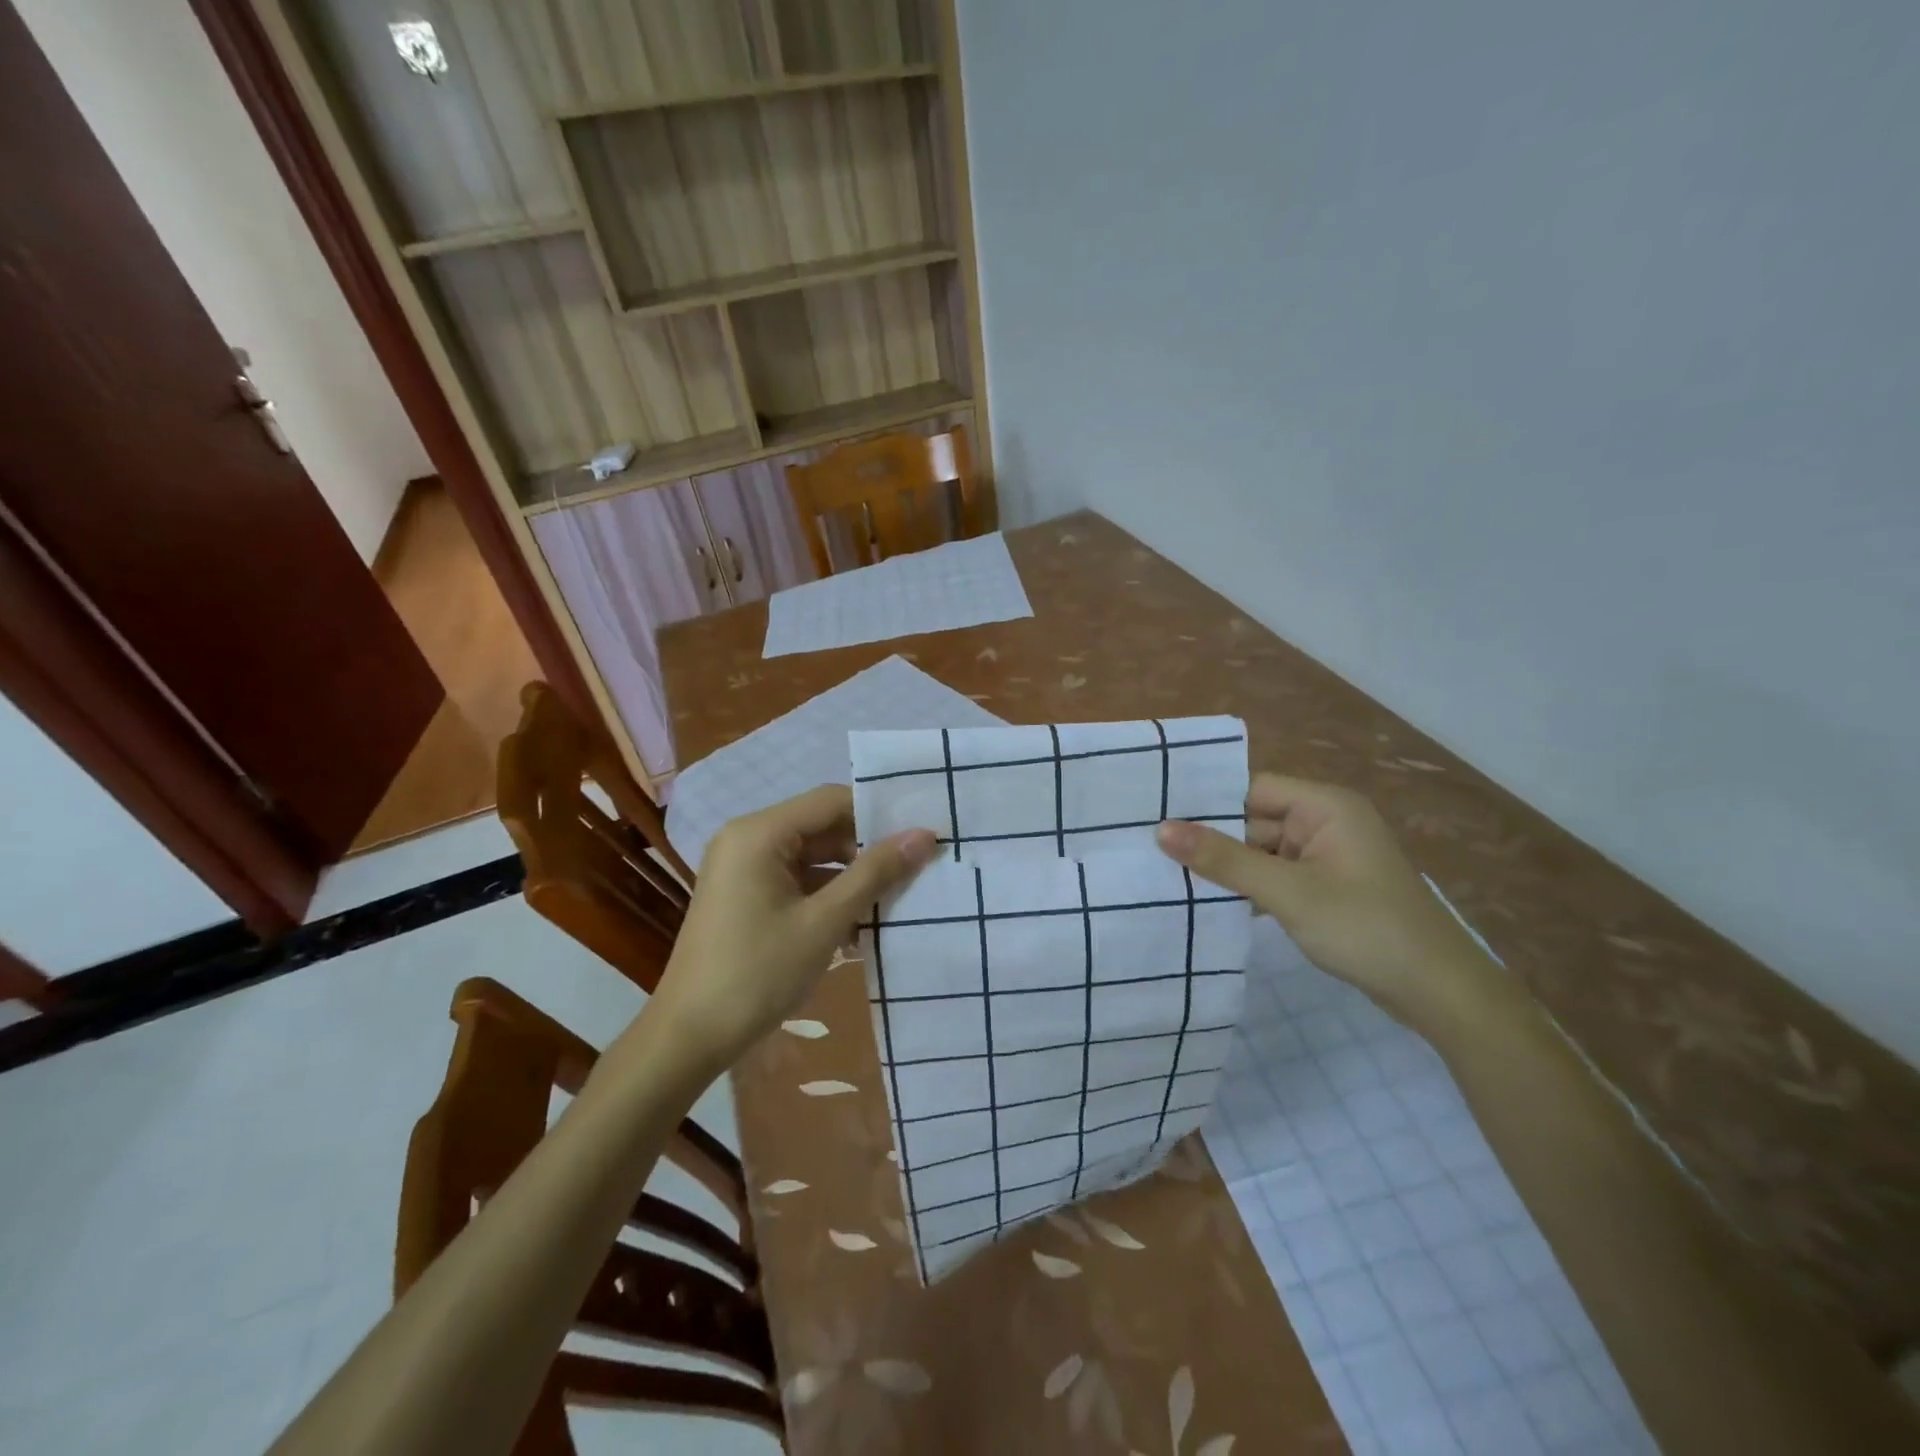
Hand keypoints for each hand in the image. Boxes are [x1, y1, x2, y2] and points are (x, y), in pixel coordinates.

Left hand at [648, 785, 937, 1070]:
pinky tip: (861, 922)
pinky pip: (796, 879)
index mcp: (759, 833)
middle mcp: (747, 838)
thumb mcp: (824, 922)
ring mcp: (743, 868)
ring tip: (898, 895)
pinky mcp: (744, 895)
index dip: (878, 813)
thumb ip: (875, 874)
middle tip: (917, 865)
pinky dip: (827, 894)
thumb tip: (925, 835)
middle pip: (821, 826)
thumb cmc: (758, 973)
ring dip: (851, 875)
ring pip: (811, 855)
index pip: (831, 801)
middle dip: (867, 847)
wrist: (690, 1037)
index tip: (921, 831)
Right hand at [1156, 774, 1504, 1030]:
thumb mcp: (1288, 892)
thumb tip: (1161, 829)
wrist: (1439, 993)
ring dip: (1227, 867)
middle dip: (1211, 838)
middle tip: (1150, 849)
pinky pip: (1274, 875)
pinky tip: (1209, 901)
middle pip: (1252, 819)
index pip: (1251, 788)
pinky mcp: (1325, 887)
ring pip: (1260, 851)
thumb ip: (1224, 860)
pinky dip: (1248, 887)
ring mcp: (1326, 856)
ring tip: (1167, 875)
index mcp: (1325, 806)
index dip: (1206, 801)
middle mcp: (1325, 822)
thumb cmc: (1365, 928)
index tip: (1154, 813)